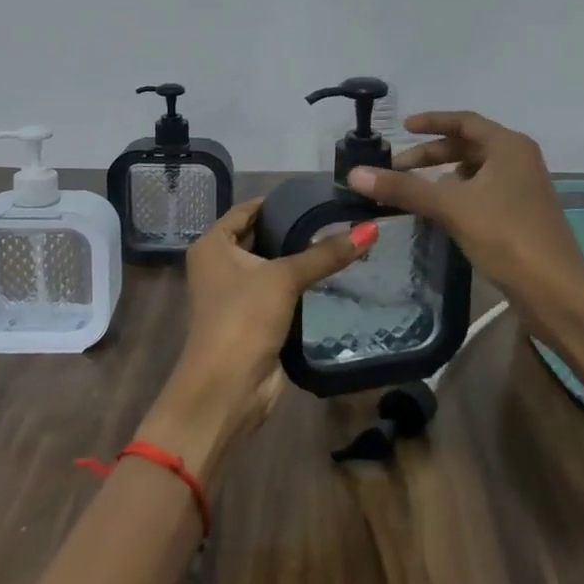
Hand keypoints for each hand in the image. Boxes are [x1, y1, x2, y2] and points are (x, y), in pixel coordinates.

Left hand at [138, 198, 370, 483]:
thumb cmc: (243, 319)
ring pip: (272, 266)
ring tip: (342, 240)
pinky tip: (333, 274)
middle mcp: (219, 264)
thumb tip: (370, 229)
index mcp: (212, 245)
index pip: (247, 210)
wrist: (227, 388)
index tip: (317, 194)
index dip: (279, 201)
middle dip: (294, 229)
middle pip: (261, 236)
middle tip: (337, 216)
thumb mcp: (284, 278)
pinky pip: (279, 291)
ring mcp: (235, 293)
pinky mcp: (253, 318)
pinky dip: (300, 284)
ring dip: (300, 258)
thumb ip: (326, 254)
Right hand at [346, 111, 583, 315]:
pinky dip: (458, 194)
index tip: (402, 128)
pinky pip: (483, 192)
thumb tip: (355, 174)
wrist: (555, 291)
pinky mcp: (521, 214)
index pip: (464, 121)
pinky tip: (441, 212)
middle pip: (468, 145)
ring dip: (444, 176)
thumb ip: (404, 189)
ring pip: (475, 171)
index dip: (432, 122)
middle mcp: (519, 160)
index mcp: (509, 146)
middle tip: (399, 168)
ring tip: (414, 190)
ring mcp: (523, 188)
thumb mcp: (451, 207)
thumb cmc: (506, 236)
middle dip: (432, 154)